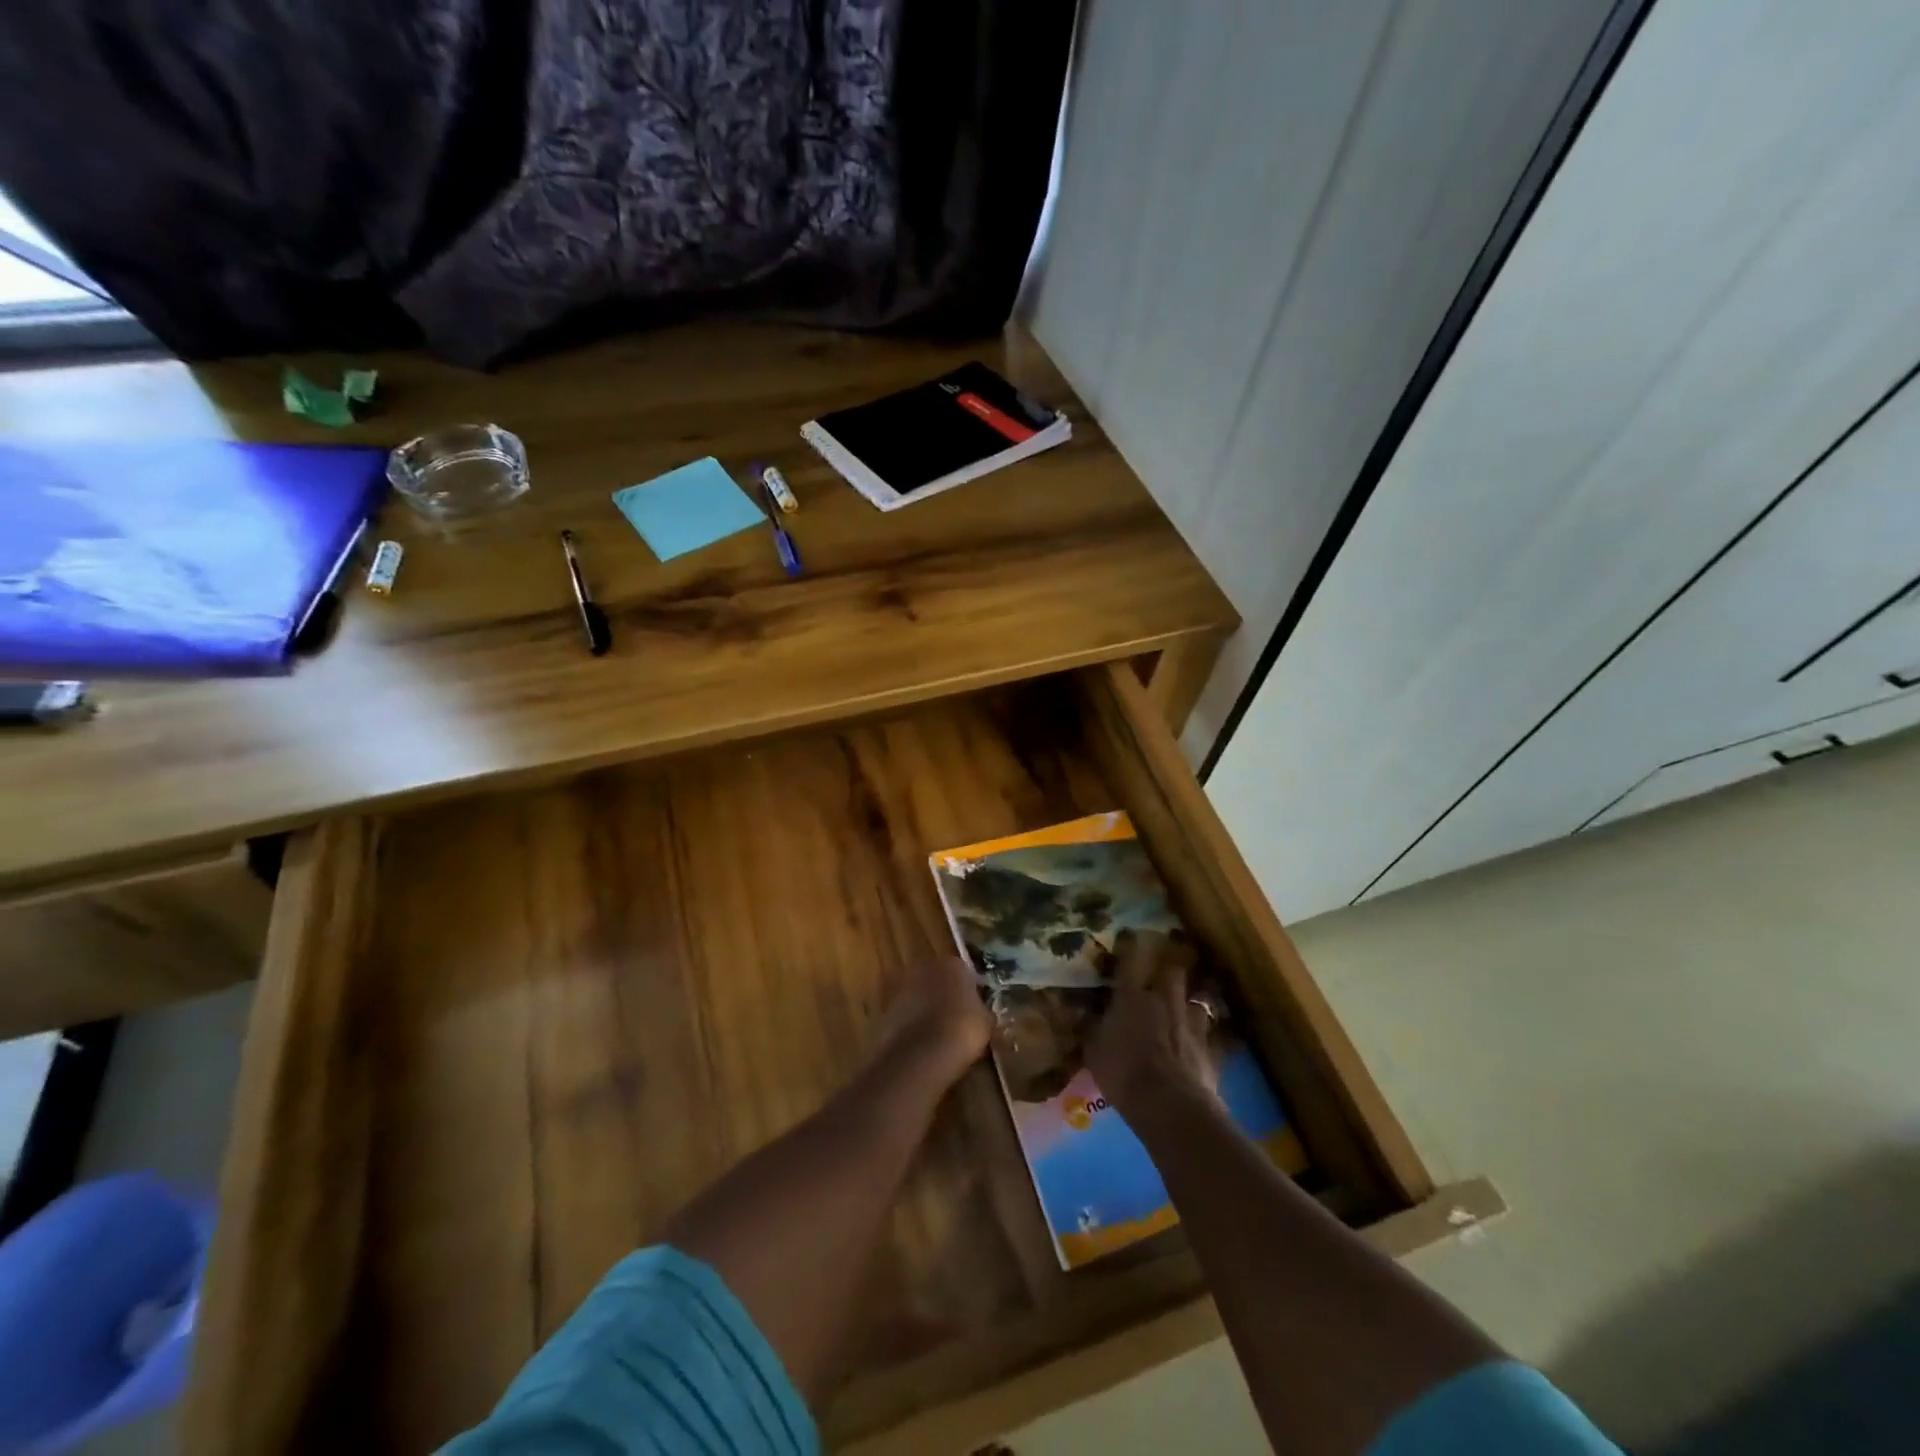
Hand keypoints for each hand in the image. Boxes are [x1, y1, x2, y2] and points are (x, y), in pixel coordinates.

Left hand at [875, 957, 994, 1087]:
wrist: (921, 1054)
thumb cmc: (962, 1031)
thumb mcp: (986, 1020)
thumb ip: (980, 1009)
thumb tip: (977, 1011)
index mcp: (952, 964)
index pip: (963, 972)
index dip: (968, 991)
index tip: (973, 1009)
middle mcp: (924, 967)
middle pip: (936, 979)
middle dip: (942, 995)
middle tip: (953, 1020)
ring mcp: (901, 987)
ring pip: (917, 996)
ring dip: (923, 1010)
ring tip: (934, 1036)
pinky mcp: (884, 1009)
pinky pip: (903, 1015)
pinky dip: (909, 1026)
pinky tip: (918, 1046)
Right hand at [1086, 929, 1219, 1114]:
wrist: (1170, 1105)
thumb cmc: (1124, 1073)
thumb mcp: (1094, 1051)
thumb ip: (1091, 1028)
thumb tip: (1084, 1012)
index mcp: (1132, 996)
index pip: (1130, 960)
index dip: (1130, 944)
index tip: (1130, 934)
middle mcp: (1164, 1000)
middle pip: (1173, 970)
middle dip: (1170, 968)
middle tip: (1165, 971)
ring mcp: (1191, 1022)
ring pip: (1196, 999)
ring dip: (1189, 1002)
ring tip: (1185, 1008)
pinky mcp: (1210, 1047)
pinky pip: (1209, 1034)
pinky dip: (1203, 1036)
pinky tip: (1201, 1043)